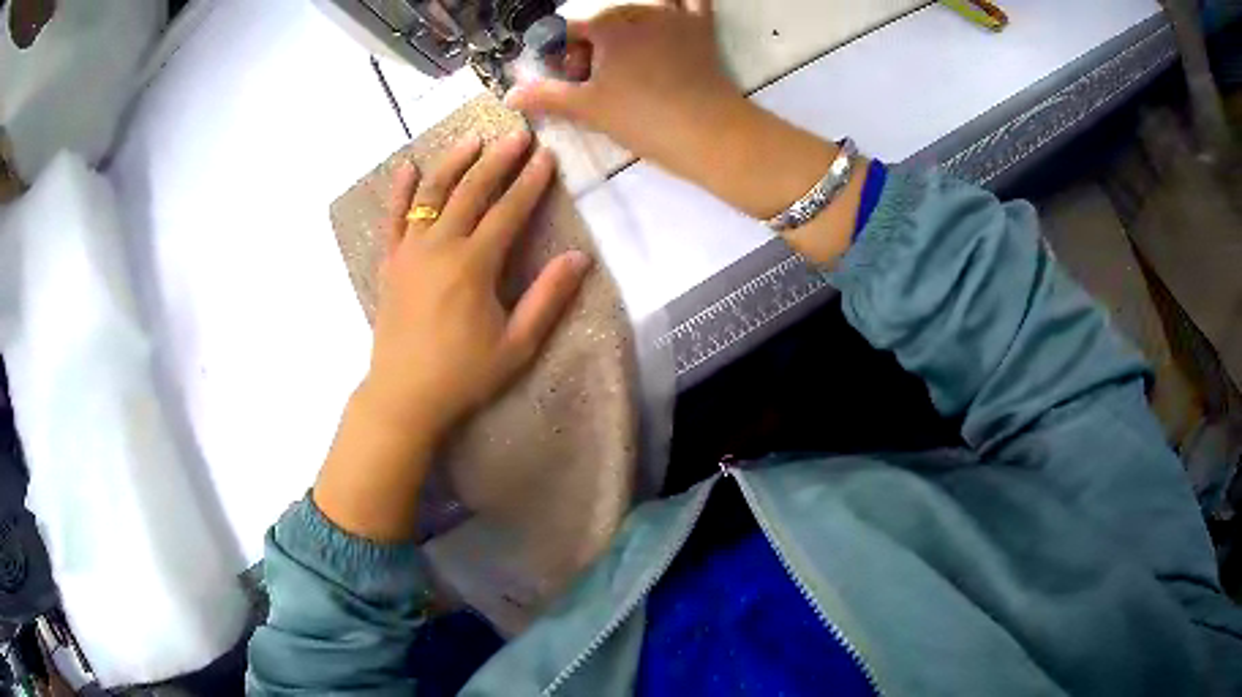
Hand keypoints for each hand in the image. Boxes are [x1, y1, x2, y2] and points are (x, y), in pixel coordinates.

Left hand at [363, 131, 591, 438]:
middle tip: (516, 134)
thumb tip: (579, 258)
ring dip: (454, 163)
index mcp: (474, 265)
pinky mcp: (389, 263)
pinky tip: (408, 167)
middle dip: (497, 160)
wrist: (403, 397)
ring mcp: (409, 252)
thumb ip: (547, 298)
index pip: (508, 211)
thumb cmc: (463, 375)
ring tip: (472, 139)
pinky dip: (399, 191)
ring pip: (432, 195)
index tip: (546, 156)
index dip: (530, 182)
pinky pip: (393, 219)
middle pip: (471, 191)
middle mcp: (439, 247)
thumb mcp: (517, 345)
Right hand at [504, 0, 746, 177]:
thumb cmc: (642, 118)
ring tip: (625, 53)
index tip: (566, 78)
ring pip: (641, 5)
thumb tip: (510, 95)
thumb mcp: (587, 108)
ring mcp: (673, 16)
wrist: (707, 130)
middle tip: (596, 77)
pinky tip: (668, 7)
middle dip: (592, 44)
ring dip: (625, 22)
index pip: (567, 31)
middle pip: (602, 20)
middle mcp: (638, 12)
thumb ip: (546, 96)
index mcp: (606, 28)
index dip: (560, 55)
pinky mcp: (701, 27)